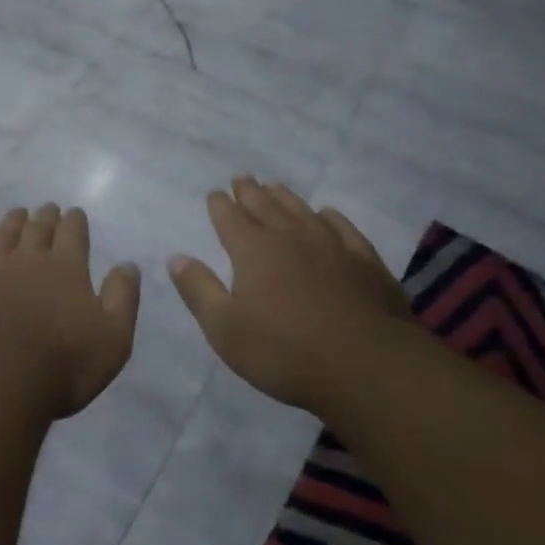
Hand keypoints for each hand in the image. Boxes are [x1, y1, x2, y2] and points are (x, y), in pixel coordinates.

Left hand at [0, 204, 141, 423]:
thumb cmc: (62, 364)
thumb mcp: (113, 337)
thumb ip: (122, 297)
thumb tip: (128, 264)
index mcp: (66, 268)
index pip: (73, 234)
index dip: (75, 221)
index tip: (75, 212)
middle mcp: (28, 260)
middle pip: (37, 229)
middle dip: (45, 216)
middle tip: (48, 208)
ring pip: (3, 235)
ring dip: (13, 221)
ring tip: (17, 213)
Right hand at [168, 177, 412, 414]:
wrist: (367, 366)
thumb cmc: (284, 351)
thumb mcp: (225, 328)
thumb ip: (199, 290)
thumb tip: (177, 257)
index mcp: (254, 250)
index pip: (230, 218)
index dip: (219, 205)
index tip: (214, 194)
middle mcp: (291, 237)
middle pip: (265, 206)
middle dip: (250, 192)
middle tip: (241, 179)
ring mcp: (332, 246)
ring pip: (302, 211)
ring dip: (285, 197)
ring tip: (275, 187)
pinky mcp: (365, 262)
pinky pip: (343, 228)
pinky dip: (330, 217)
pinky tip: (326, 214)